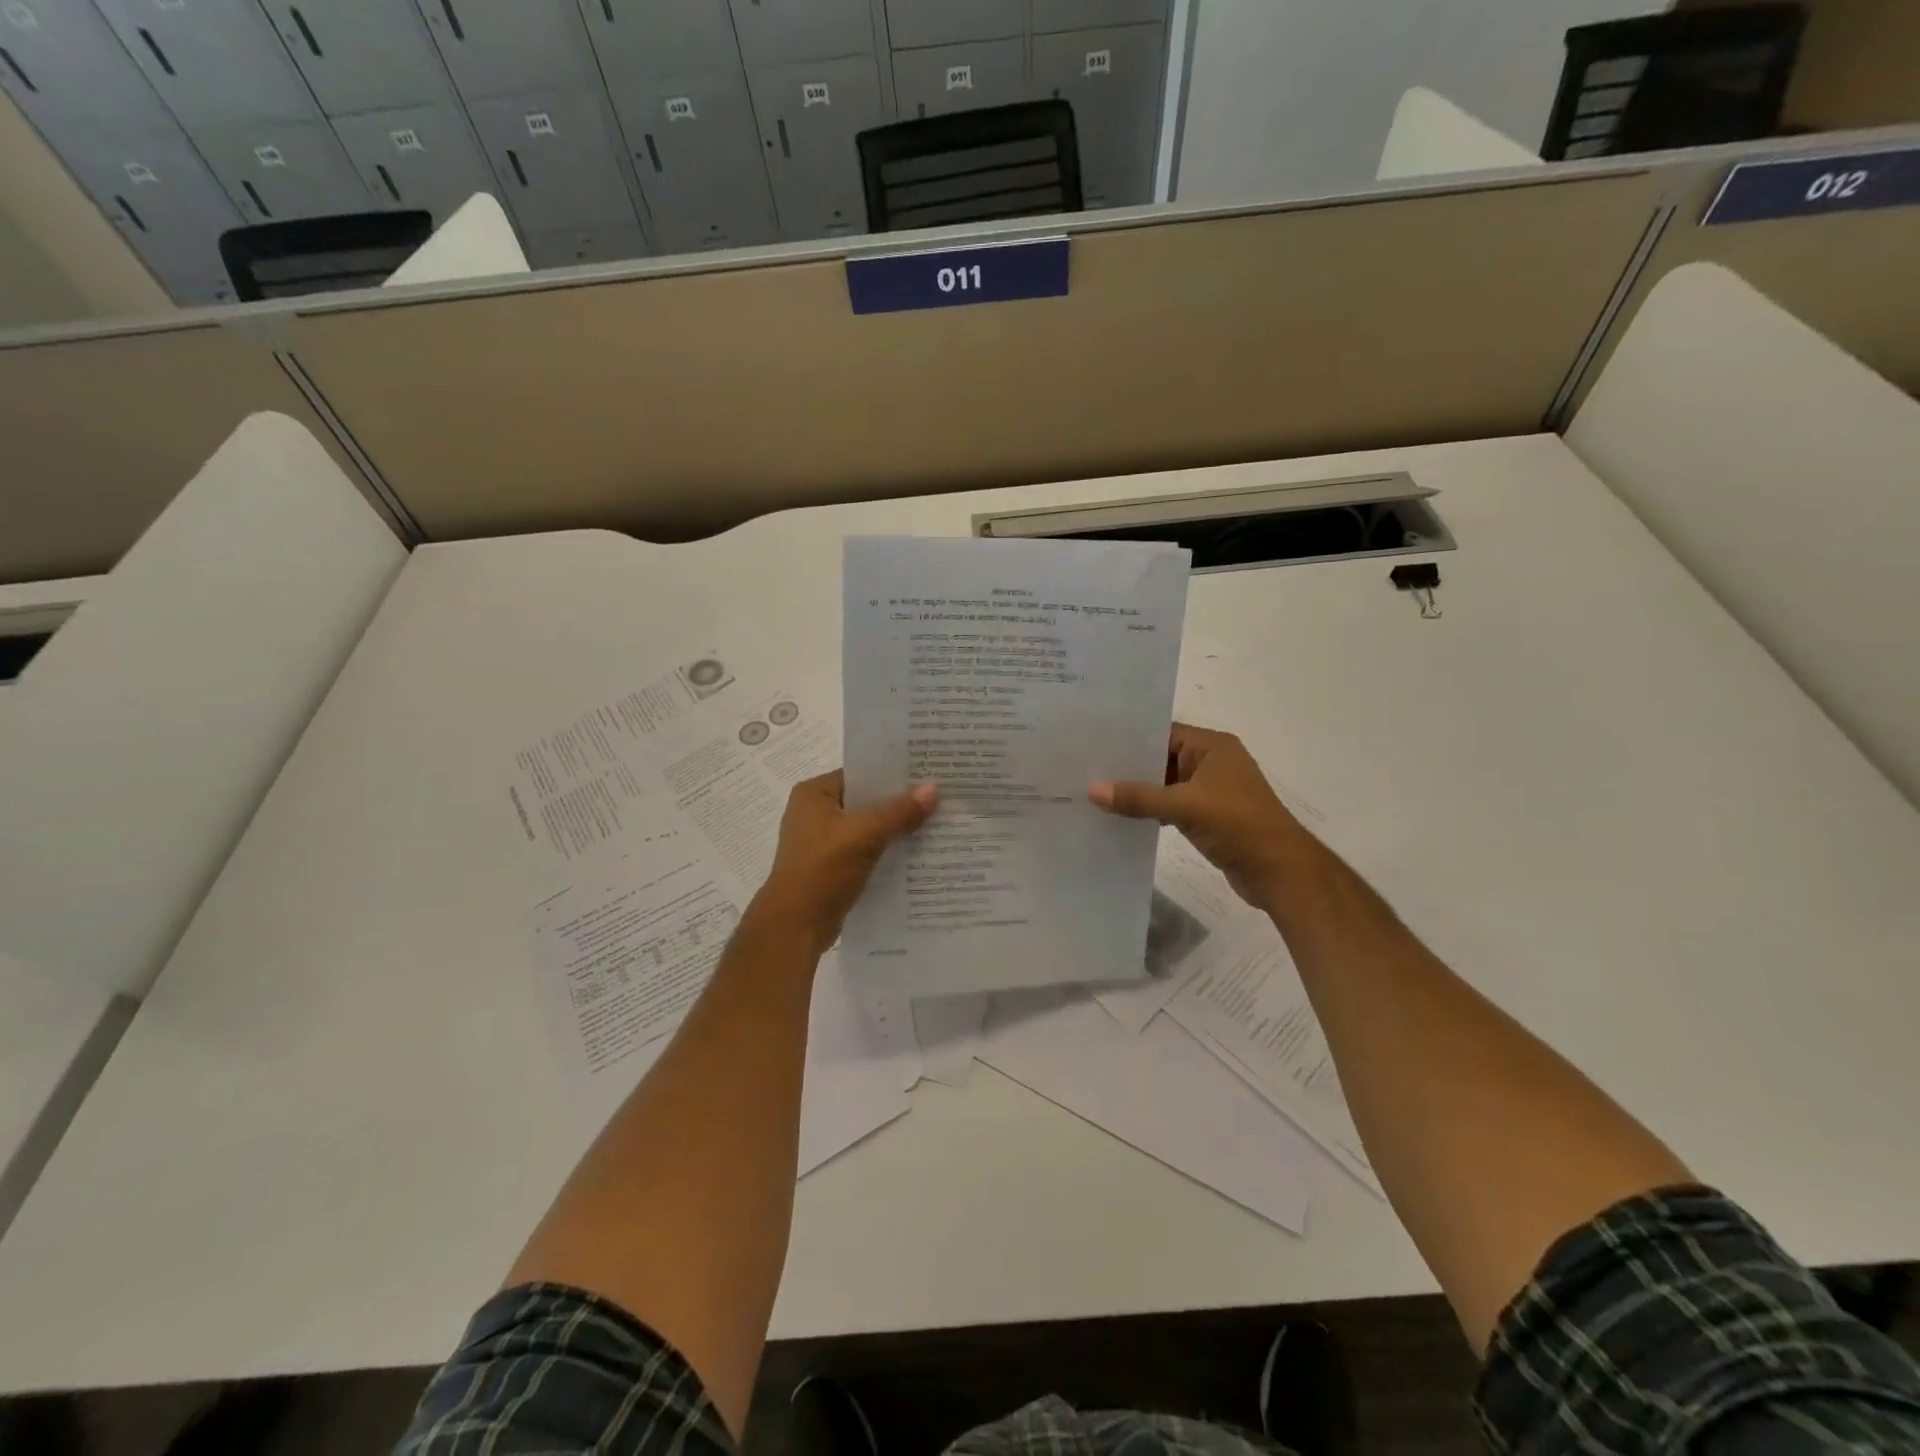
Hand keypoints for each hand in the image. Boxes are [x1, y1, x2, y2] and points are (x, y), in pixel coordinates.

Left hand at [755, 771, 938, 952]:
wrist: (795, 926)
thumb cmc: (822, 870)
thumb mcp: (864, 835)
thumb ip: (899, 812)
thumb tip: (934, 788)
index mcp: (814, 794)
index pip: (861, 774)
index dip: (894, 773)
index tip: (929, 773)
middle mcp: (815, 813)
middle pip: (866, 801)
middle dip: (900, 802)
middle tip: (940, 797)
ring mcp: (822, 842)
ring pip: (868, 828)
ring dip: (896, 829)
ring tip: (936, 823)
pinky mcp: (832, 868)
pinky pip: (866, 851)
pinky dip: (887, 852)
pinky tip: (918, 854)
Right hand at [1089, 723, 1311, 911]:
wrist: (1281, 872)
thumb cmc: (1238, 825)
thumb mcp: (1184, 806)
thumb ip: (1138, 798)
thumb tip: (1092, 790)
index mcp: (1212, 747)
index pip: (1163, 733)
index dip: (1129, 739)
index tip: (1093, 743)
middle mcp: (1211, 762)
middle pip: (1161, 758)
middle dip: (1128, 767)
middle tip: (1085, 768)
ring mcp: (1210, 791)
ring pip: (1164, 785)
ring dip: (1138, 792)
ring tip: (1095, 793)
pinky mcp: (1207, 817)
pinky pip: (1170, 806)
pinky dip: (1150, 811)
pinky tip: (1120, 817)